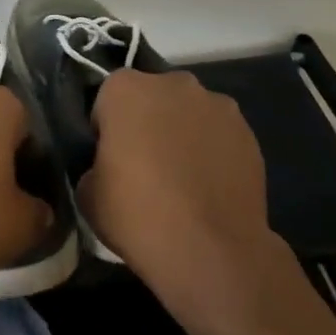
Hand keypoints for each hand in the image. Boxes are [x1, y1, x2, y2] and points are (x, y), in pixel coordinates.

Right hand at [79, 69, 286, 304]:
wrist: (210, 251)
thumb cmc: (137, 214)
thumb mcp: (87, 192)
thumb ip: (95, 163)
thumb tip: (111, 166)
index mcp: (126, 89)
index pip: (107, 98)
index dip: (107, 128)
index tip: (109, 158)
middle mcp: (173, 84)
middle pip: (153, 97)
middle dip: (148, 121)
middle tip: (145, 165)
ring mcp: (217, 105)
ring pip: (189, 113)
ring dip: (183, 133)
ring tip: (183, 179)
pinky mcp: (248, 133)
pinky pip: (219, 135)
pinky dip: (213, 151)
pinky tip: (209, 187)